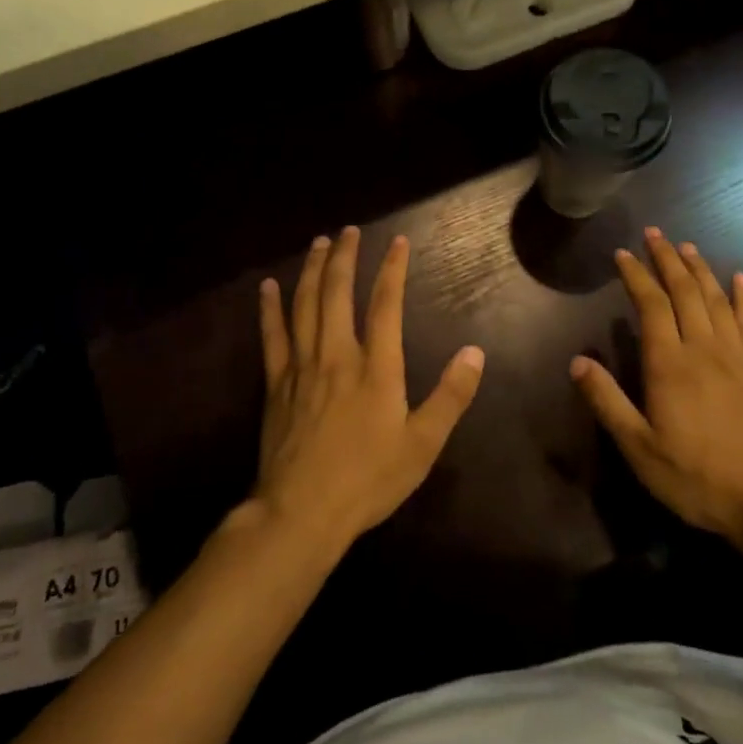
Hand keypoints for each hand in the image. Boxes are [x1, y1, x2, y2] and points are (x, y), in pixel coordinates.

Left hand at [255, 227, 485, 552]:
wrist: (302, 512)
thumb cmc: (368, 480)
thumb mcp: (423, 444)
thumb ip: (451, 396)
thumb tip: (475, 352)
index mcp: (376, 368)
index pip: (386, 305)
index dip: (392, 270)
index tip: (398, 242)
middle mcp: (337, 355)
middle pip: (337, 293)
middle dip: (344, 257)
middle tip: (348, 231)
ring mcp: (302, 367)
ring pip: (305, 305)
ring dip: (311, 270)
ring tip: (318, 244)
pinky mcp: (276, 384)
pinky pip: (272, 335)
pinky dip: (270, 308)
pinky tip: (267, 287)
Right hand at [571, 228, 742, 546]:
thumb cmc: (695, 477)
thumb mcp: (639, 448)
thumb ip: (607, 402)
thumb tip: (577, 362)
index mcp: (670, 365)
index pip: (651, 305)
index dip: (636, 276)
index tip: (623, 253)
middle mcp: (704, 349)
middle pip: (684, 292)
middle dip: (667, 259)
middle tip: (654, 234)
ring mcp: (737, 357)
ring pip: (716, 300)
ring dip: (700, 269)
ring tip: (687, 246)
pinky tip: (740, 279)